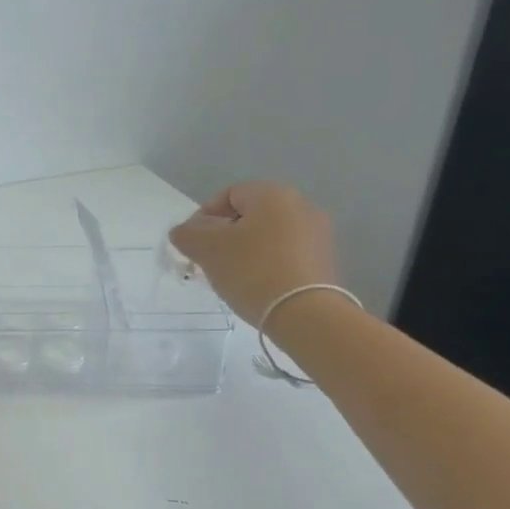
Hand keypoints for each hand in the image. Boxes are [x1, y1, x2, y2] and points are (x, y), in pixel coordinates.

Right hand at [168, 182, 338, 327]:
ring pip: (268, 236)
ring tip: (232, 278)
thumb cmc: (252, 271)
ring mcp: (318, 234)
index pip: (228, 195)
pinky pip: (286, 255)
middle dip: (224, 236)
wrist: (305, 314)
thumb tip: (183, 231)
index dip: (203, 217)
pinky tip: (257, 287)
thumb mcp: (207, 249)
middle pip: (250, 216)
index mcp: (273, 194)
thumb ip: (187, 234)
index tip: (193, 245)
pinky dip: (267, 265)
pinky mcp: (325, 261)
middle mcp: (301, 205)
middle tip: (209, 262)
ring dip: (246, 251)